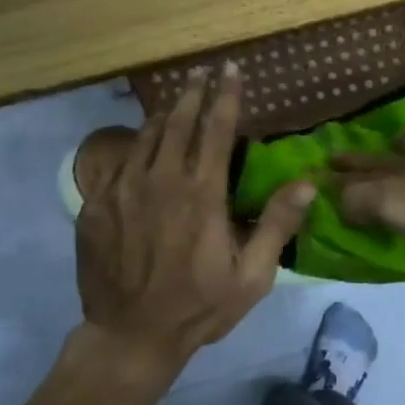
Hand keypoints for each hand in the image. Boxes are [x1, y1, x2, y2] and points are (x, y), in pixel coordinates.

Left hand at [76, 64, 315, 375]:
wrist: (129, 335)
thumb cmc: (198, 307)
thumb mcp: (251, 276)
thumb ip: (276, 225)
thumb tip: (307, 183)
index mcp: (201, 194)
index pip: (216, 130)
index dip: (226, 96)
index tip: (230, 70)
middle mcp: (160, 181)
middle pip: (177, 122)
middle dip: (192, 93)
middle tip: (200, 73)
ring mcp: (122, 190)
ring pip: (143, 137)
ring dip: (162, 115)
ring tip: (174, 101)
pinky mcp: (96, 205)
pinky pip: (116, 163)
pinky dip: (132, 146)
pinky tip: (139, 145)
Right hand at [333, 124, 404, 234]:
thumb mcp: (397, 207)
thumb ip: (361, 202)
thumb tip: (333, 198)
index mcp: (397, 173)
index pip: (358, 176)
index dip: (337, 177)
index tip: (317, 170)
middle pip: (385, 157)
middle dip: (362, 158)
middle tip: (339, 153)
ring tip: (397, 138)